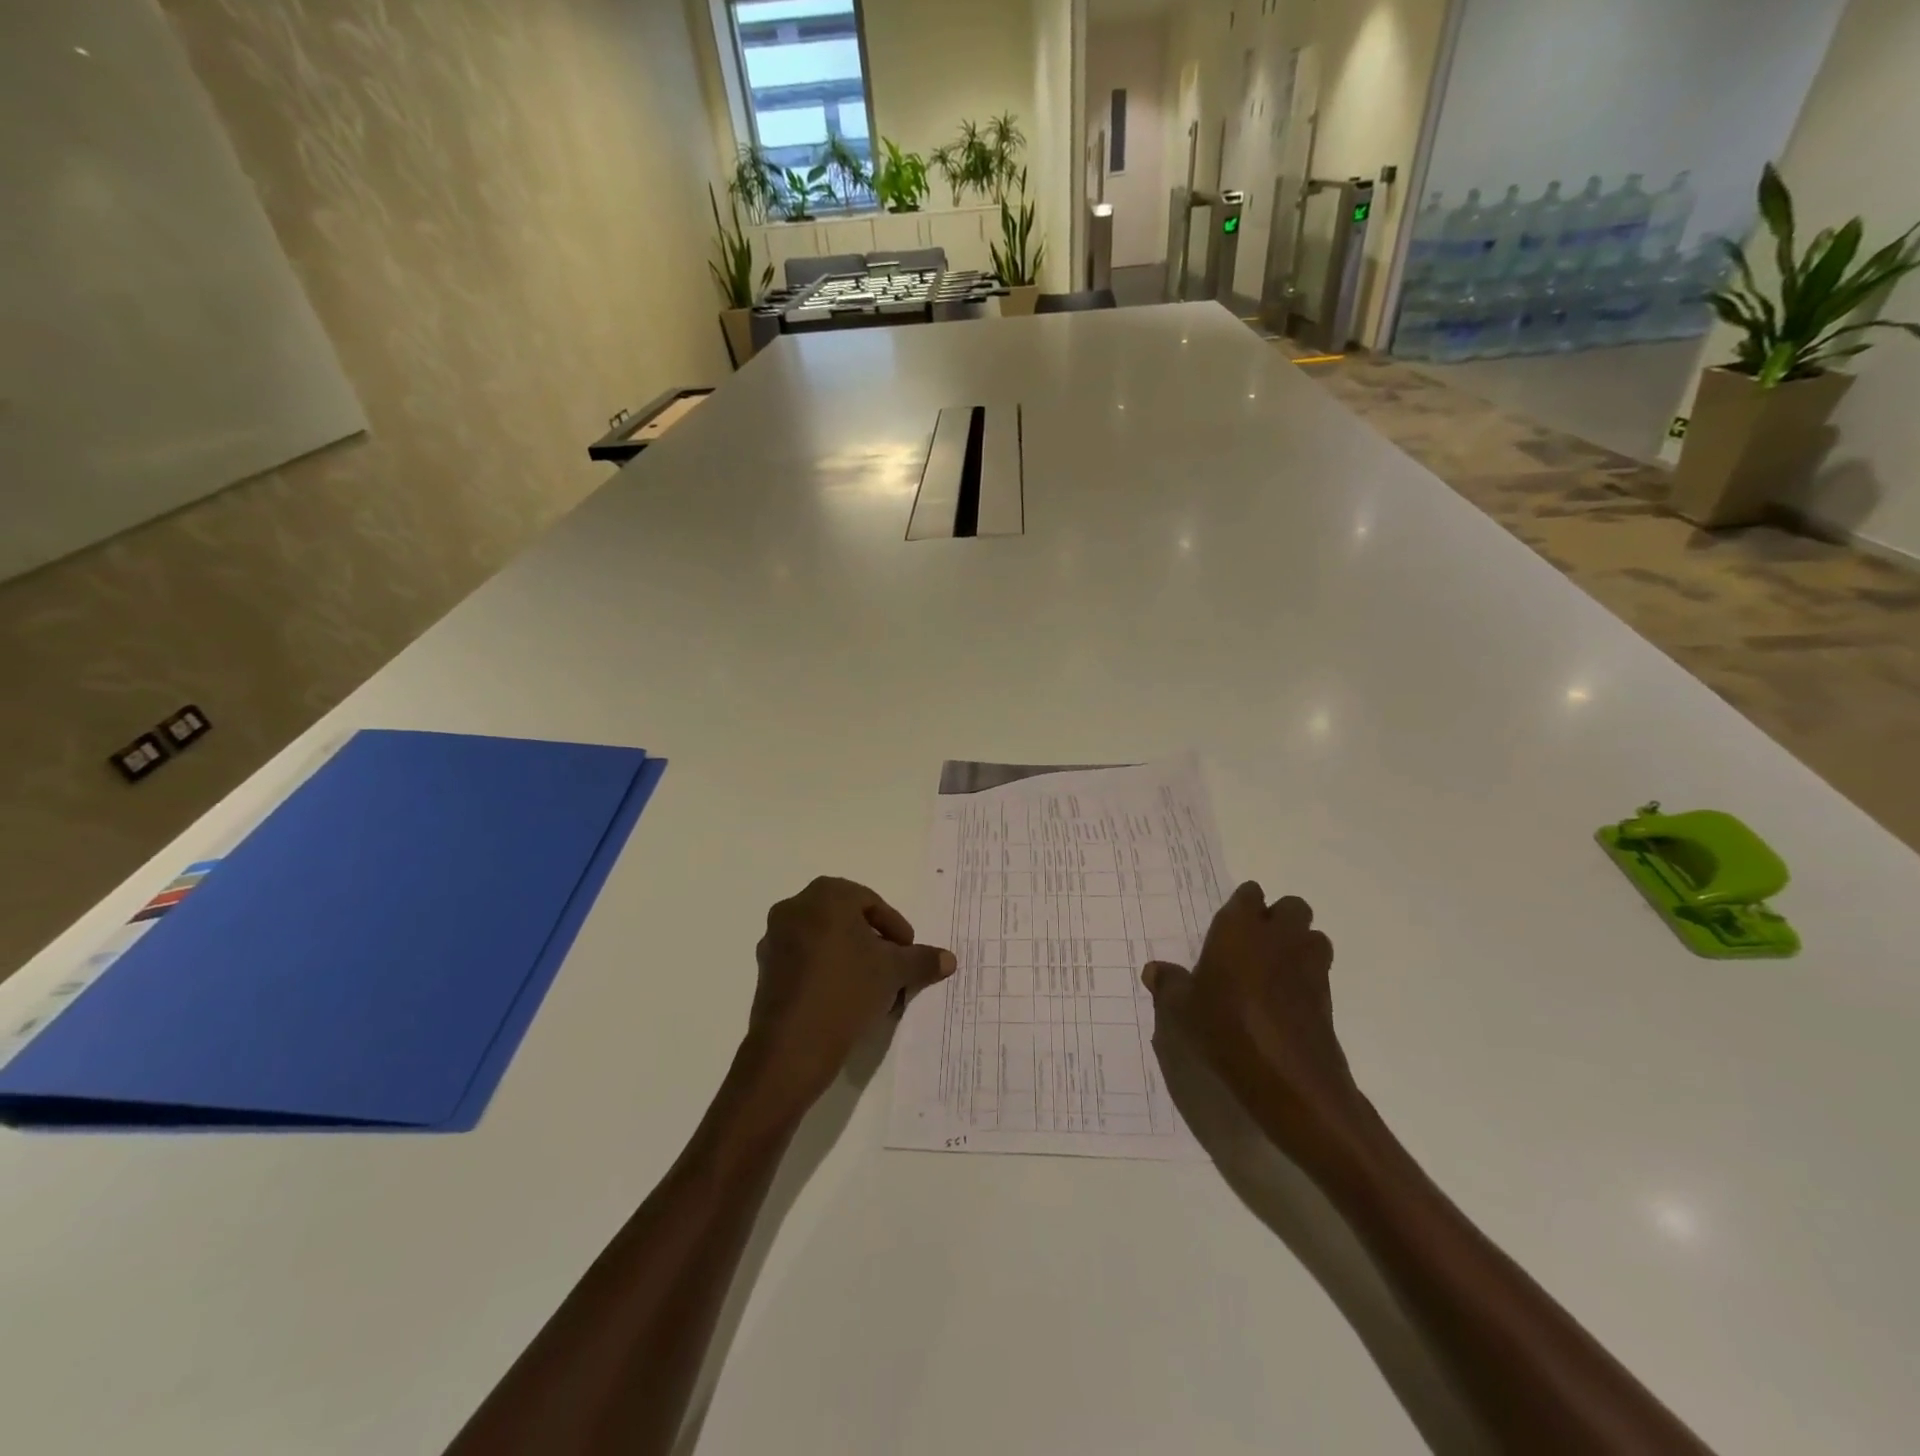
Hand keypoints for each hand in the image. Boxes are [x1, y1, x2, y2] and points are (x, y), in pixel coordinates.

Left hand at [745, 877, 955, 1104]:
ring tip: (872, 986)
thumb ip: (921, 959)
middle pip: (846, 919)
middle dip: (873, 941)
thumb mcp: (893, 972)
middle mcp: (795, 908)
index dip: (895, 927)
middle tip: (893, 966)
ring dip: (850, 956)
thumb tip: (949, 959)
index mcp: (825, 895)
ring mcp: (775, 939)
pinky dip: (827, 971)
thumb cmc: (847, 990)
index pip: (871, 902)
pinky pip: (805, 960)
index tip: (908, 953)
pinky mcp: (766, 969)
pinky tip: (844, 998)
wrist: (793, 1045)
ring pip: (824, 939)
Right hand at [1142, 883, 1362, 1159]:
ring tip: (1275, 970)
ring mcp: (1308, 965)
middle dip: (1278, 919)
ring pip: (1313, 937)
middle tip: (1254, 945)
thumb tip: (1153, 970)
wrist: (1287, 1076)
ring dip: (1299, 945)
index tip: (1228, 926)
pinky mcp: (1327, 997)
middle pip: (1292, 907)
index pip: (1249, 894)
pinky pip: (1319, 972)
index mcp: (1239, 927)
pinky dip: (1306, 979)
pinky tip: (1284, 1002)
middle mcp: (1279, 936)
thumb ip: (1168, 984)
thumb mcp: (1181, 1008)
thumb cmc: (1225, 1027)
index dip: (1242, 906)